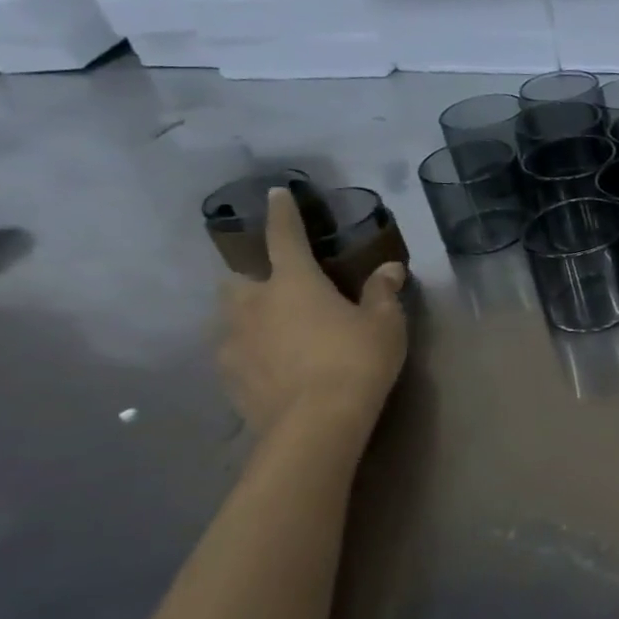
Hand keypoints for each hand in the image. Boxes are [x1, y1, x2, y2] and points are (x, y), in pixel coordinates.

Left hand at [218, 188, 406, 432]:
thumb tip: (390, 268)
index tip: (275, 194)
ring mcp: (233, 343)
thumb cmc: (356, 360)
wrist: (315, 424)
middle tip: (281, 290)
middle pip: (238, 280)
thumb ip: (382, 292)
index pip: (284, 237)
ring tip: (279, 332)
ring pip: (232, 318)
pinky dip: (252, 351)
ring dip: (251, 317)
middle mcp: (254, 306)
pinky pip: (235, 353)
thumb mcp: (385, 323)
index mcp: (293, 283)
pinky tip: (275, 366)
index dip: (282, 214)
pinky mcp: (228, 378)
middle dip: (254, 279)